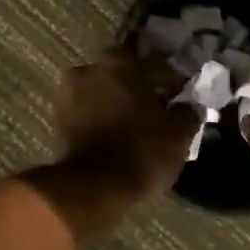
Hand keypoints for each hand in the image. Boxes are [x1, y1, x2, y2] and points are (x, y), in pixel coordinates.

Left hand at [52, 46, 201, 201]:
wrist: (94, 186)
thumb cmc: (141, 151)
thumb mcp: (178, 133)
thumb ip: (187, 112)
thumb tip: (190, 105)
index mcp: (120, 63)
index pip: (154, 64)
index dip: (171, 80)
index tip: (181, 96)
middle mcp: (90, 69)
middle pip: (123, 72)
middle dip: (140, 86)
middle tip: (157, 106)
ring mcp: (69, 93)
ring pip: (103, 90)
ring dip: (118, 100)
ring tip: (135, 122)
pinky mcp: (58, 118)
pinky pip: (88, 109)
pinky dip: (102, 115)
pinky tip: (117, 132)